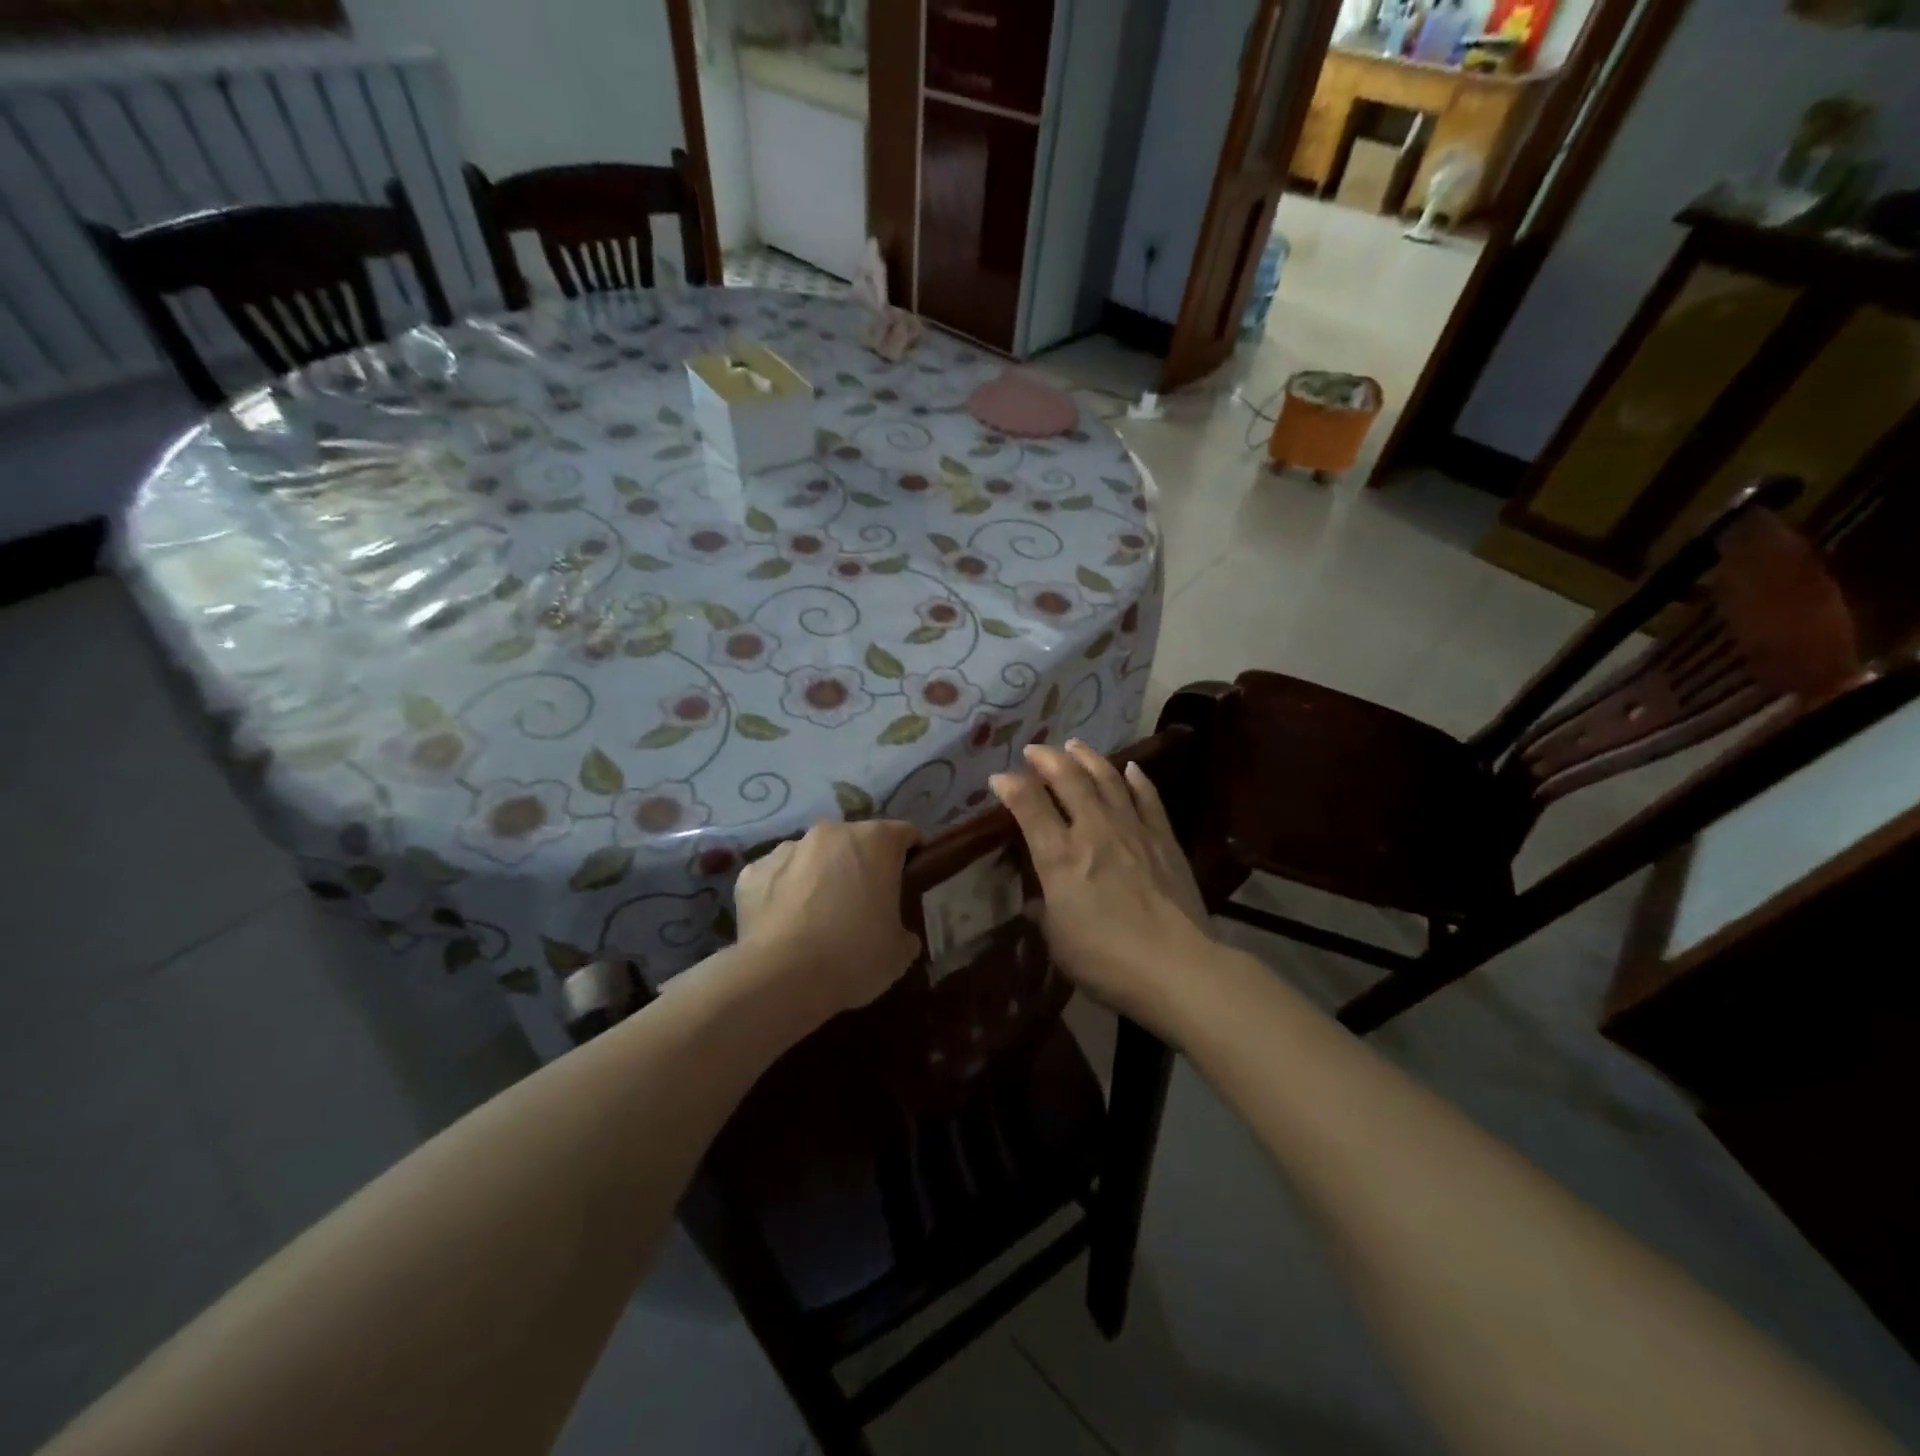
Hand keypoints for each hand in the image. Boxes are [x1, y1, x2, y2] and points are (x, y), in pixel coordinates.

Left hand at [734, 819, 921, 1017]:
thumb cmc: (854, 956)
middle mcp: (831, 833)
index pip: (904, 835)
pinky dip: (783, 892)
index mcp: (876, 841)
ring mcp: (787, 848)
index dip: (910, 856)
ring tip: (817, 916)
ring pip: (812, 856)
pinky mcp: (753, 871)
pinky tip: (784, 925)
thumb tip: (900, 935)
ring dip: (819, 875)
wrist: (782, 978)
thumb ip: (904, 932)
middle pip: (854, 841)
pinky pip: (776, 877)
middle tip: (862, 904)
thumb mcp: (899, 952)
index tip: (907, 882)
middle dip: (860, 864)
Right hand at [991, 741, 1211, 1026]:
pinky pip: (1148, 797)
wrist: (1177, 967)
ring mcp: (1132, 830)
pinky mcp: (1163, 838)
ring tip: (1074, 745)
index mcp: (1060, 858)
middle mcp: (1093, 832)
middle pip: (1068, 780)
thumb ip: (1045, 912)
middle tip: (1035, 749)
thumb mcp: (1058, 941)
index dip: (1010, 786)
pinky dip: (1137, 779)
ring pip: (1107, 779)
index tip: (999, 778)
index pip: (1029, 807)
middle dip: (1047, 759)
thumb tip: (1038, 900)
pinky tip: (1131, 768)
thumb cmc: (1106, 962)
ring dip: (1088, 758)